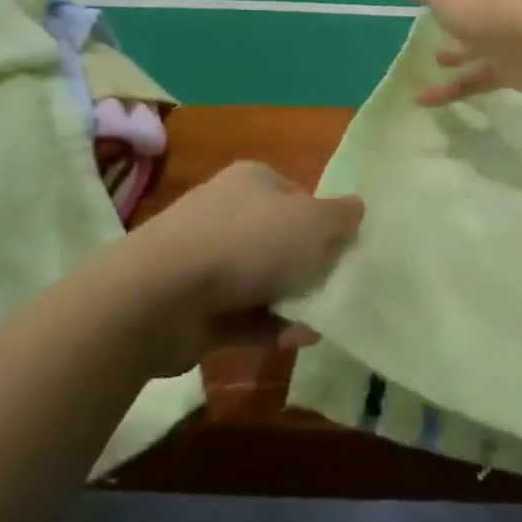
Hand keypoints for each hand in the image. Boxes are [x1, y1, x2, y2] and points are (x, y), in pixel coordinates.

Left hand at [124, 161, 363, 374]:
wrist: (164, 294)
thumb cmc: (249, 242)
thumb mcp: (313, 223)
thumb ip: (341, 217)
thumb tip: (357, 206)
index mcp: (254, 180)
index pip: (299, 196)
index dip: (324, 222)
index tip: (344, 250)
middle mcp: (228, 212)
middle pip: (281, 238)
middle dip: (308, 265)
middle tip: (338, 288)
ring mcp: (207, 258)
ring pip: (262, 279)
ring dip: (292, 301)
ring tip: (322, 321)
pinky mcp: (196, 303)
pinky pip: (244, 314)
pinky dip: (270, 326)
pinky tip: (297, 340)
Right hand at [388, 0, 521, 106]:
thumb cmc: (490, 9)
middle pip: (467, 0)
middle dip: (447, 6)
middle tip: (424, 11)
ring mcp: (505, 34)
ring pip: (473, 42)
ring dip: (454, 50)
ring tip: (432, 57)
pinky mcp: (510, 66)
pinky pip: (475, 76)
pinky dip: (451, 88)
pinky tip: (423, 100)